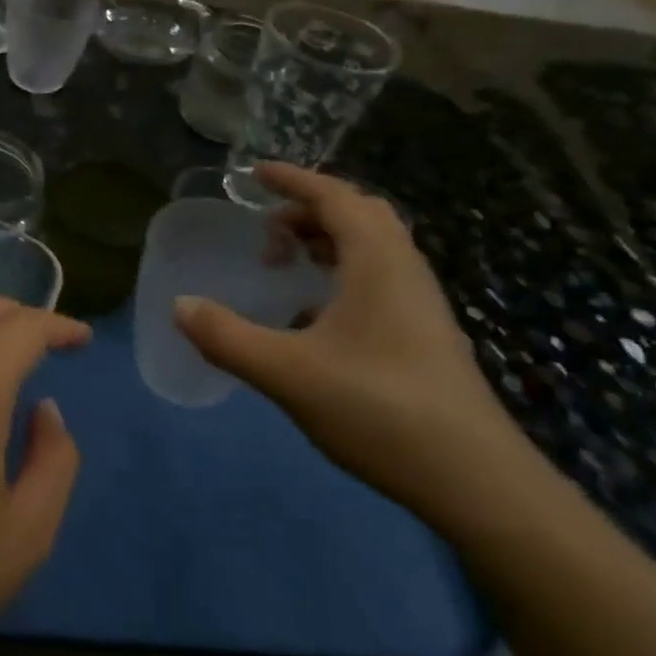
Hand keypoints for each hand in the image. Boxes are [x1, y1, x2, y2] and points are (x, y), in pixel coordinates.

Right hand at [174, 163, 546, 532]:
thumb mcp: (288, 372)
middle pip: (358, 214)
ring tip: (285, 265)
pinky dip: (341, 274)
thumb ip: (227, 337)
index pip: (333, 196)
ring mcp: (420, 303)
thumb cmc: (379, 409)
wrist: (476, 481)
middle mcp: (404, 269)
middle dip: (309, 210)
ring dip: (326, 242)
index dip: (292, 180)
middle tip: (266, 229)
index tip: (254, 173)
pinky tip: (312, 316)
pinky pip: (378, 279)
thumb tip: (180, 306)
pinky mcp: (425, 334)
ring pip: (372, 248)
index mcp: (376, 260)